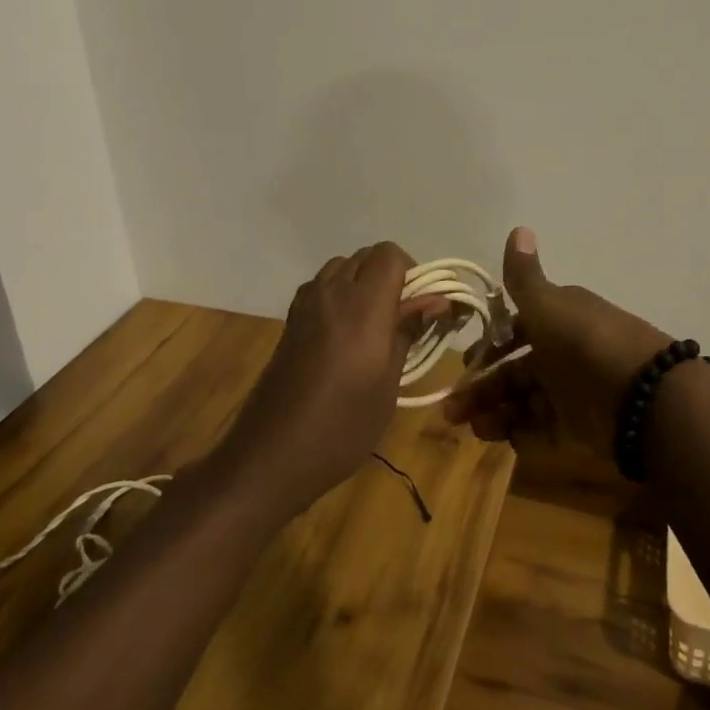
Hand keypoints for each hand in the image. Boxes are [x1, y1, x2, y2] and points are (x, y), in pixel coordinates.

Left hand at [217, 242, 436, 520]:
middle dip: (390, 277)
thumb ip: (408, 332)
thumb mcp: (388, 383)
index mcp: (362, 305)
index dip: (411, 272)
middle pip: (365, 256)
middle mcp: (331, 292)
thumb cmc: (342, 425)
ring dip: (362, 283)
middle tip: (402, 319)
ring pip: (341, 268)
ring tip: (374, 327)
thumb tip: (436, 301)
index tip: (420, 307)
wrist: (272, 454)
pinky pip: (321, 287)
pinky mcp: (290, 320)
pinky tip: (344, 336)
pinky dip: (339, 295)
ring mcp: (305, 304)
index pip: (390, 254)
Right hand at [443, 228, 671, 460]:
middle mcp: (564, 356)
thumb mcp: (548, 304)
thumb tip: (519, 227)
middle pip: (516, 372)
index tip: (466, 362)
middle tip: (451, 409)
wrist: (645, 398)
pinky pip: (543, 433)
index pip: (517, 331)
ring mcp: (573, 394)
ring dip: (494, 413)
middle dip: (482, 388)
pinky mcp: (581, 430)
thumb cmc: (585, 343)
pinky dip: (519, 435)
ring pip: (524, 403)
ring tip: (472, 427)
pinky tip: (497, 437)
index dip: (490, 345)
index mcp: (559, 321)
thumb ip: (525, 276)